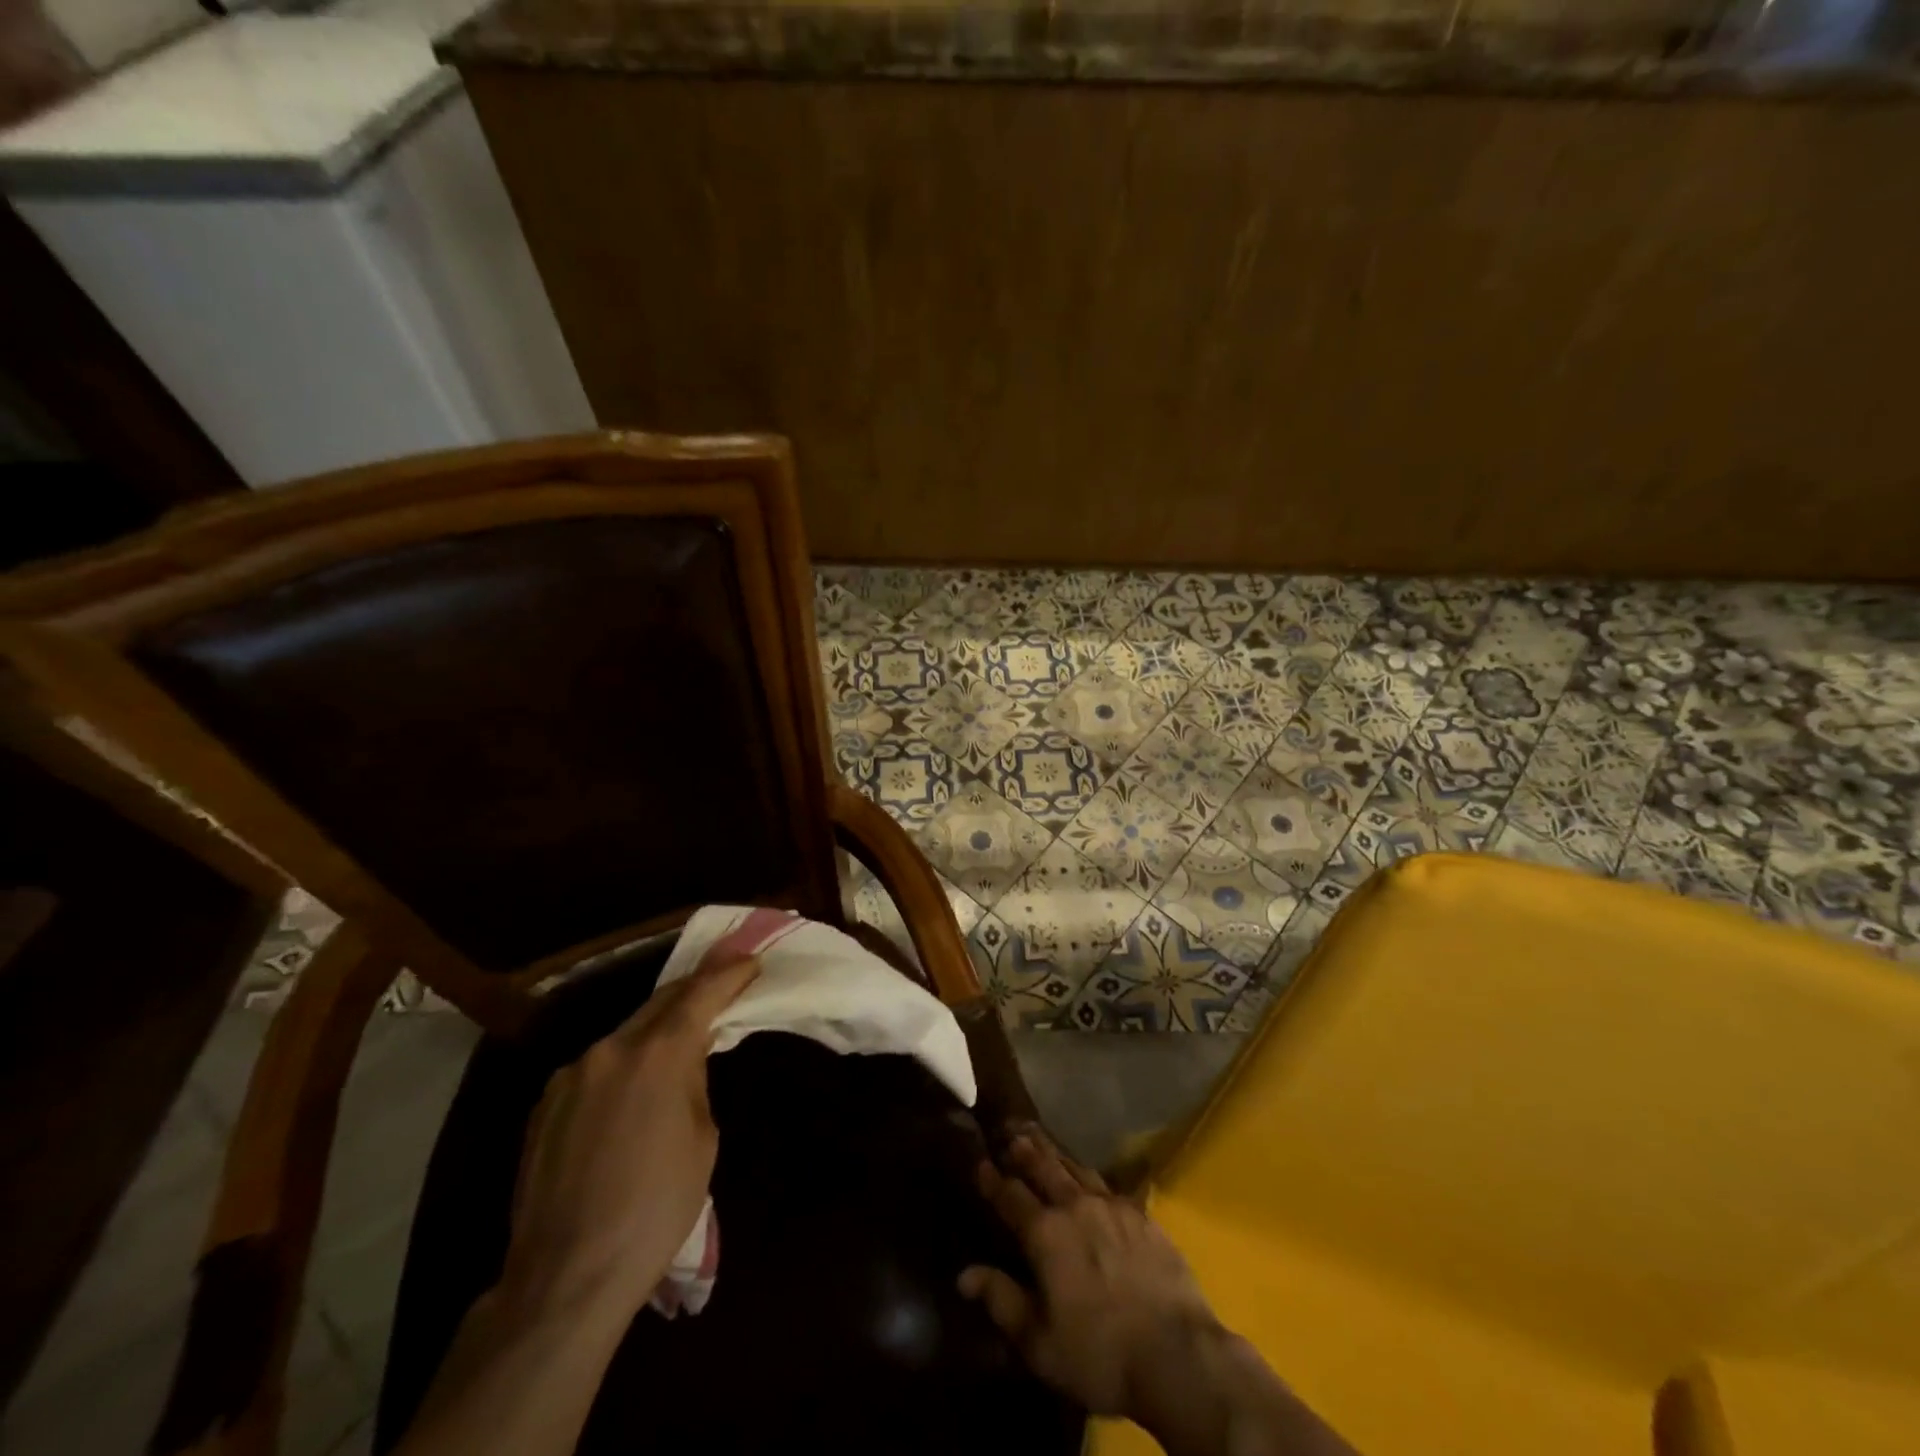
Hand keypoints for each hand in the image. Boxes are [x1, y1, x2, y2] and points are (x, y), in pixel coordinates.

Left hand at [501, 953, 760, 1320]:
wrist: (566, 1278)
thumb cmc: (656, 1209)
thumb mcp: (702, 1138)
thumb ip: (693, 1082)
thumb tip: (685, 1062)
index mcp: (657, 1055)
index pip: (700, 994)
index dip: (729, 973)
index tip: (750, 960)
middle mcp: (610, 1050)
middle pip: (660, 1003)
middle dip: (694, 991)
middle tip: (722, 982)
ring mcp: (570, 1076)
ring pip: (624, 1035)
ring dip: (655, 1032)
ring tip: (677, 1045)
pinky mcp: (545, 1105)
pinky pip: (596, 1068)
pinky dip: (623, 1065)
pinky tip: (631, 1094)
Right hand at [959, 1132, 1217, 1419]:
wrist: (1176, 1354)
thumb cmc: (1099, 1355)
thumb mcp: (1039, 1342)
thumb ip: (1001, 1300)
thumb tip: (965, 1274)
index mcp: (1045, 1234)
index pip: (1011, 1197)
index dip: (993, 1180)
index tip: (980, 1163)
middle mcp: (1075, 1207)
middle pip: (1044, 1169)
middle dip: (1025, 1152)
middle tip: (1012, 1133)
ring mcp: (1111, 1206)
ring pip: (1076, 1169)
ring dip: (1056, 1154)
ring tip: (1043, 1140)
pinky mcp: (1141, 1215)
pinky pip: (1108, 1184)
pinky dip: (1090, 1175)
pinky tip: (1091, 1175)